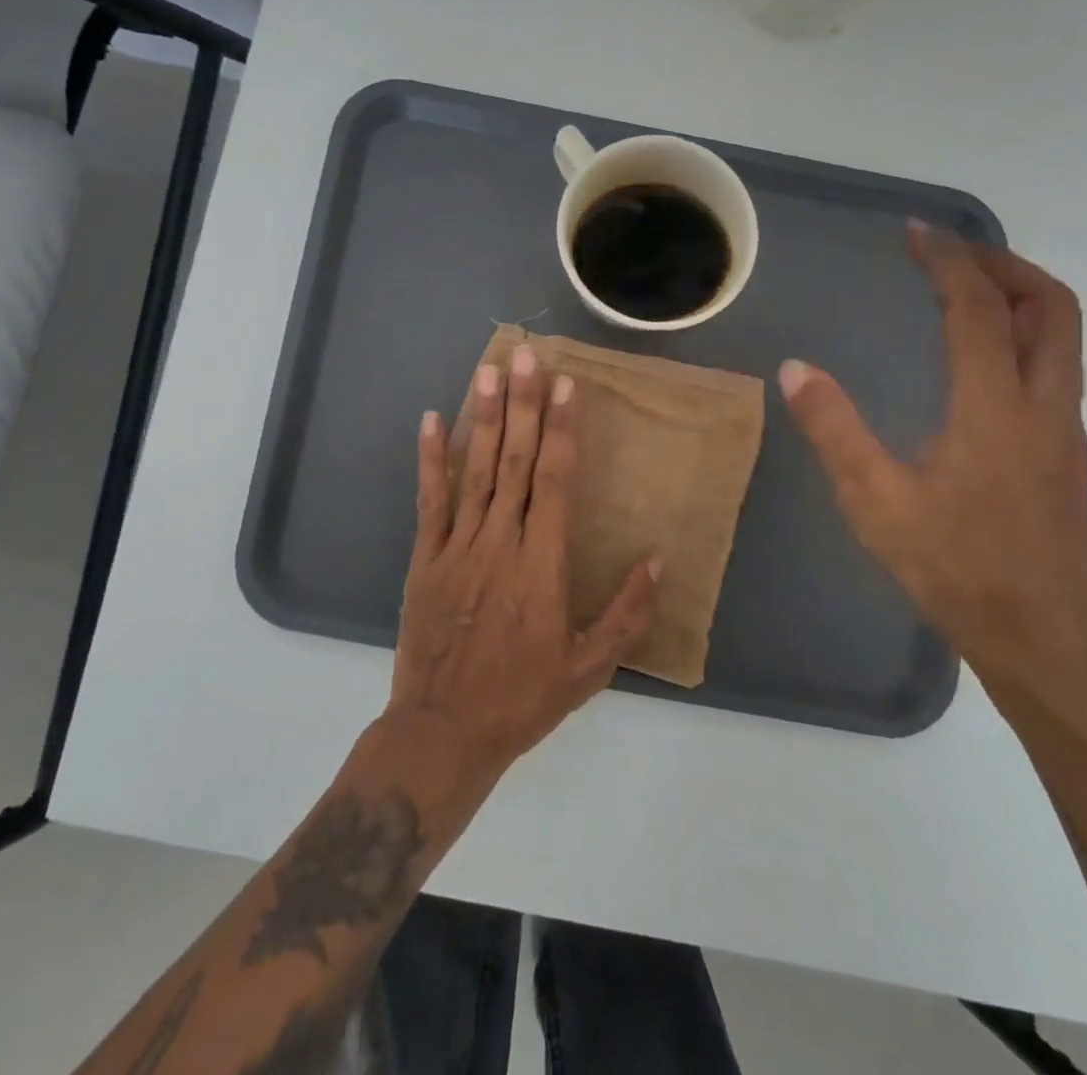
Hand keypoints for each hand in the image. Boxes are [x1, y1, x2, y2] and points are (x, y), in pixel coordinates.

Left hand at [387, 342, 660, 775]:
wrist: (444, 731)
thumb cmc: (523, 698)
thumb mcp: (589, 668)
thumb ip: (627, 613)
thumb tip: (660, 560)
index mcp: (541, 565)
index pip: (554, 481)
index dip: (561, 430)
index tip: (566, 386)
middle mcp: (499, 542)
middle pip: (514, 462)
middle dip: (524, 405)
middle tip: (526, 355)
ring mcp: (457, 546)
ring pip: (474, 470)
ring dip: (483, 418)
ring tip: (490, 371)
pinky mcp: (426, 558)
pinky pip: (430, 501)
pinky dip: (430, 459)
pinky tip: (431, 421)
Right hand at [780, 222, 1086, 676]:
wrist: (1044, 636)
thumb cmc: (956, 566)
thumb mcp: (875, 501)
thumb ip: (834, 430)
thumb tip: (795, 368)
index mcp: (994, 406)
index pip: (979, 309)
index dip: (949, 262)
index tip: (917, 235)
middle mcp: (1043, 403)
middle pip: (1051, 306)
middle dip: (1004, 265)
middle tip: (953, 254)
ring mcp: (1063, 428)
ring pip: (1063, 336)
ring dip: (1020, 296)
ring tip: (966, 290)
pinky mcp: (1065, 452)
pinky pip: (1055, 365)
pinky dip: (1023, 334)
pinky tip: (980, 359)